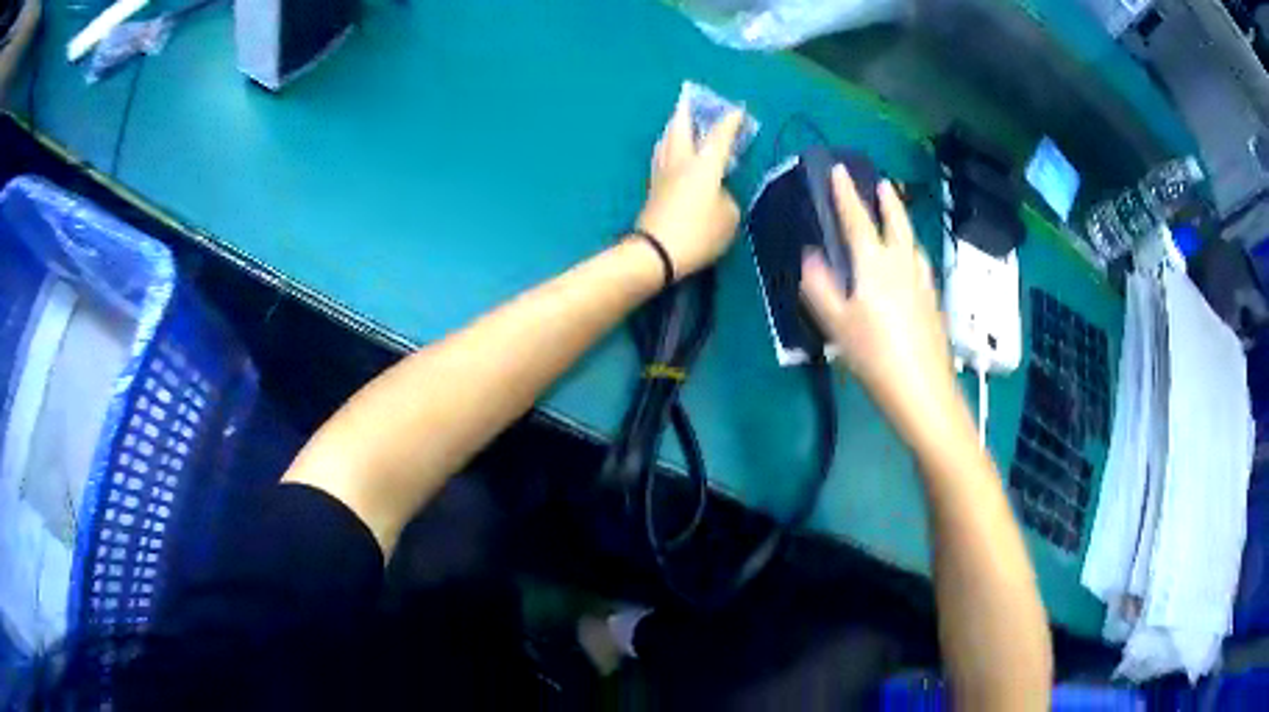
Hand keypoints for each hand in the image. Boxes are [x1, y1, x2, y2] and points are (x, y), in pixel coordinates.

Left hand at [634, 100, 743, 279]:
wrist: (655, 252)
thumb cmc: (698, 233)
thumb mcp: (728, 218)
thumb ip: (727, 199)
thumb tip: (717, 192)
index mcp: (704, 164)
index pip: (719, 137)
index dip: (730, 122)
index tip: (737, 110)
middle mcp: (681, 162)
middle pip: (680, 128)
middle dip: (687, 112)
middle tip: (687, 100)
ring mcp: (663, 174)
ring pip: (666, 141)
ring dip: (673, 127)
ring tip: (677, 122)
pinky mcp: (653, 189)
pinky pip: (661, 157)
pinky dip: (668, 147)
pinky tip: (669, 151)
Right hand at [800, 165, 959, 442]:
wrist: (923, 391)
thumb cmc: (874, 357)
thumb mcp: (837, 325)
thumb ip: (820, 287)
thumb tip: (810, 256)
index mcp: (874, 264)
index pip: (857, 220)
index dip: (846, 193)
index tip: (839, 170)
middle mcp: (902, 264)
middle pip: (896, 222)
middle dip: (887, 201)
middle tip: (882, 183)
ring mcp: (922, 282)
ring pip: (912, 242)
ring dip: (903, 224)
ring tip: (897, 219)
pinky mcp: (934, 302)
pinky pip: (921, 264)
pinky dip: (912, 252)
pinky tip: (912, 264)